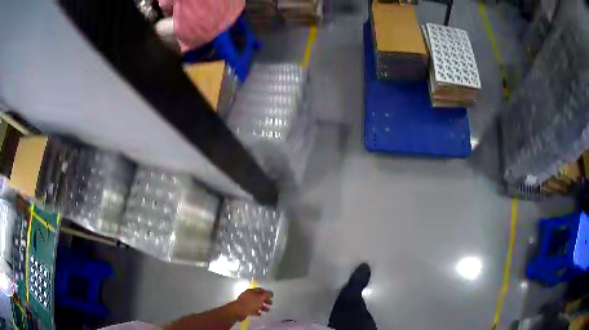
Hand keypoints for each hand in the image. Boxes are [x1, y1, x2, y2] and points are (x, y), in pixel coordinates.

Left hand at [230, 288, 272, 320]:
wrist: (238, 311)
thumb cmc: (250, 303)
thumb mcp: (260, 298)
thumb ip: (266, 295)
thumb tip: (271, 292)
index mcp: (252, 291)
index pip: (260, 290)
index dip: (266, 292)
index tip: (272, 296)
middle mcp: (249, 296)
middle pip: (258, 297)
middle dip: (265, 300)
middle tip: (271, 304)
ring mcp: (246, 302)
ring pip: (256, 304)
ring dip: (262, 307)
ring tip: (267, 310)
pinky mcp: (245, 309)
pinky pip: (252, 309)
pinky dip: (257, 311)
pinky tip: (260, 314)